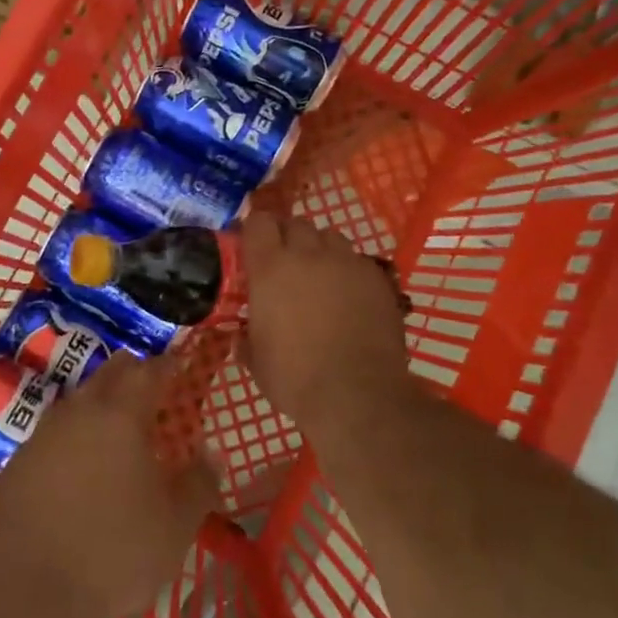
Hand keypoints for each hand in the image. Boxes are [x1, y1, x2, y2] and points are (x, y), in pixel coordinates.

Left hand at [0, 353, 219, 617]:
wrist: (19, 594)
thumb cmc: (109, 553)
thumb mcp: (174, 528)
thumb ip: (198, 484)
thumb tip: (211, 454)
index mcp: (120, 414)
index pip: (149, 370)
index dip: (168, 366)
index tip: (180, 368)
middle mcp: (79, 411)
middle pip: (110, 373)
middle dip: (134, 376)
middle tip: (155, 396)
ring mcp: (42, 433)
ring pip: (80, 401)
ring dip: (102, 406)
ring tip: (120, 435)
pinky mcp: (17, 462)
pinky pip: (55, 433)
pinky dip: (75, 438)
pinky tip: (82, 470)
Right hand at [242, 211, 411, 431]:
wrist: (358, 394)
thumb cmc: (296, 379)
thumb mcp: (257, 363)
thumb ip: (247, 341)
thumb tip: (240, 338)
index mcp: (270, 268)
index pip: (258, 222)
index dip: (254, 229)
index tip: (252, 246)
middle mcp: (308, 254)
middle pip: (296, 223)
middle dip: (288, 237)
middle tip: (286, 263)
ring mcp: (346, 262)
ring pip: (330, 237)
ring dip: (320, 249)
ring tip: (320, 277)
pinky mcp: (377, 277)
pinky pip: (357, 261)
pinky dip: (349, 271)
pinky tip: (350, 297)